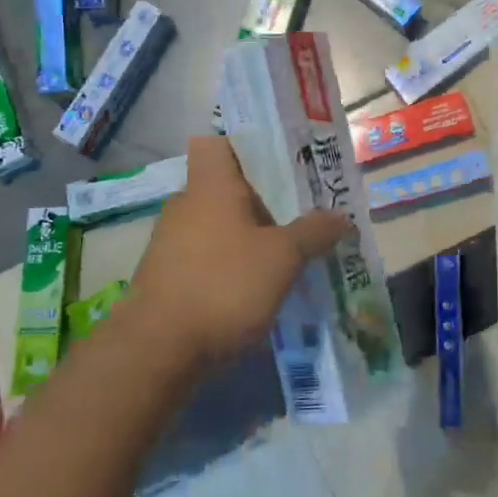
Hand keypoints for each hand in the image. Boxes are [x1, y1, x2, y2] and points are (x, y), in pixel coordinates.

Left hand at [124, 135, 350, 366]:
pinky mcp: (165, 277)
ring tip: (286, 251)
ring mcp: (170, 242)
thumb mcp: (282, 258)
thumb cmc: (223, 285)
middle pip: (226, 187)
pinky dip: (230, 263)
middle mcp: (185, 204)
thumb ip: (313, 232)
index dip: (247, 146)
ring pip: (217, 223)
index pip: (219, 144)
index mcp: (210, 185)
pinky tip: (256, 285)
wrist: (156, 352)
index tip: (280, 161)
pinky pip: (206, 255)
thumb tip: (341, 216)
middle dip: (262, 198)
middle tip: (300, 210)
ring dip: (247, 234)